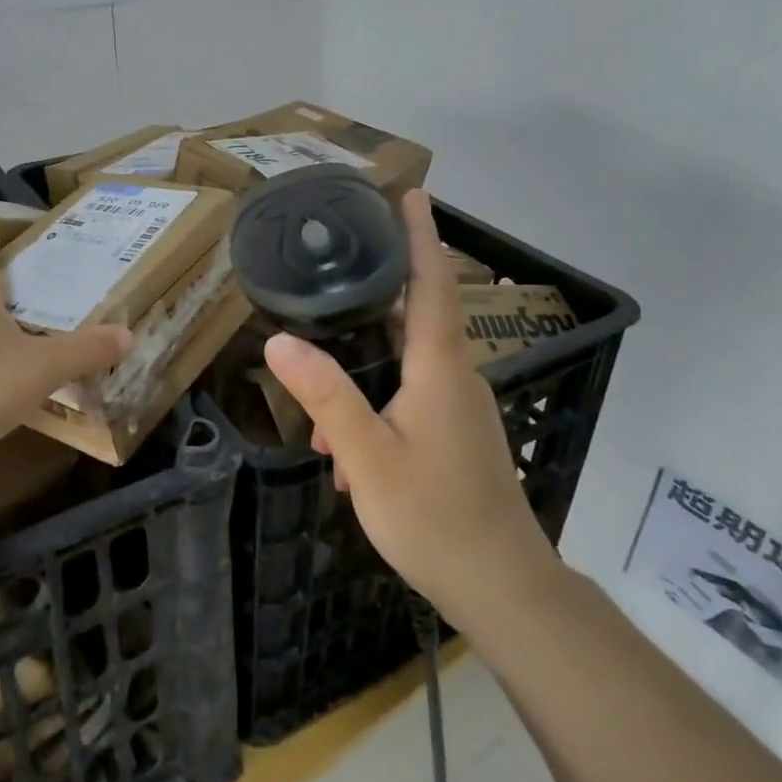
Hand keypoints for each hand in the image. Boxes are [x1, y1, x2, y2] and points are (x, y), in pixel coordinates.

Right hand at [262, 189, 558, 620]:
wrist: (501, 586)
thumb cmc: (434, 516)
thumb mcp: (367, 456)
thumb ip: (325, 396)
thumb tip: (280, 341)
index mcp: (440, 370)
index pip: (433, 286)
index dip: (422, 238)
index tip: (414, 194)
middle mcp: (457, 378)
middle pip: (418, 318)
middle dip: (379, 297)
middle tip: (335, 276)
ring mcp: (461, 409)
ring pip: (407, 368)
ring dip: (364, 375)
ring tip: (322, 418)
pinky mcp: (458, 436)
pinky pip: (411, 399)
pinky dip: (376, 408)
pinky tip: (345, 454)